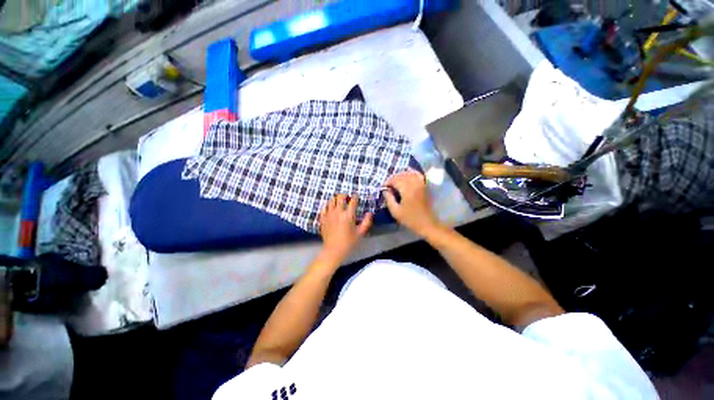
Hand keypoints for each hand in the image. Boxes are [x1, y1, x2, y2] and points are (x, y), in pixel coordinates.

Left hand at [318, 194, 372, 264]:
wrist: (333, 250)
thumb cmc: (348, 242)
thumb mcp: (360, 233)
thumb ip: (366, 222)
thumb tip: (370, 213)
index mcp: (348, 215)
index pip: (352, 201)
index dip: (355, 196)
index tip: (356, 196)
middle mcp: (338, 212)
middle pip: (340, 197)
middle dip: (344, 195)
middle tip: (347, 197)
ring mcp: (329, 214)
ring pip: (331, 200)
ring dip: (335, 199)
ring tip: (338, 202)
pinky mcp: (322, 218)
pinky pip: (324, 208)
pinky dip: (328, 206)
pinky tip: (330, 208)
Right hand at [383, 170, 441, 236]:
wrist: (427, 223)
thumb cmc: (410, 219)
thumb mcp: (395, 211)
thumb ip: (388, 199)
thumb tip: (385, 190)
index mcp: (407, 190)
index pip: (395, 180)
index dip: (387, 182)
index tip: (383, 188)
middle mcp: (414, 184)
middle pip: (401, 175)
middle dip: (393, 178)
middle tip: (388, 186)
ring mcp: (421, 184)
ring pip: (409, 173)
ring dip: (400, 175)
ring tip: (395, 182)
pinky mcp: (424, 186)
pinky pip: (417, 175)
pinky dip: (411, 173)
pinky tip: (406, 176)